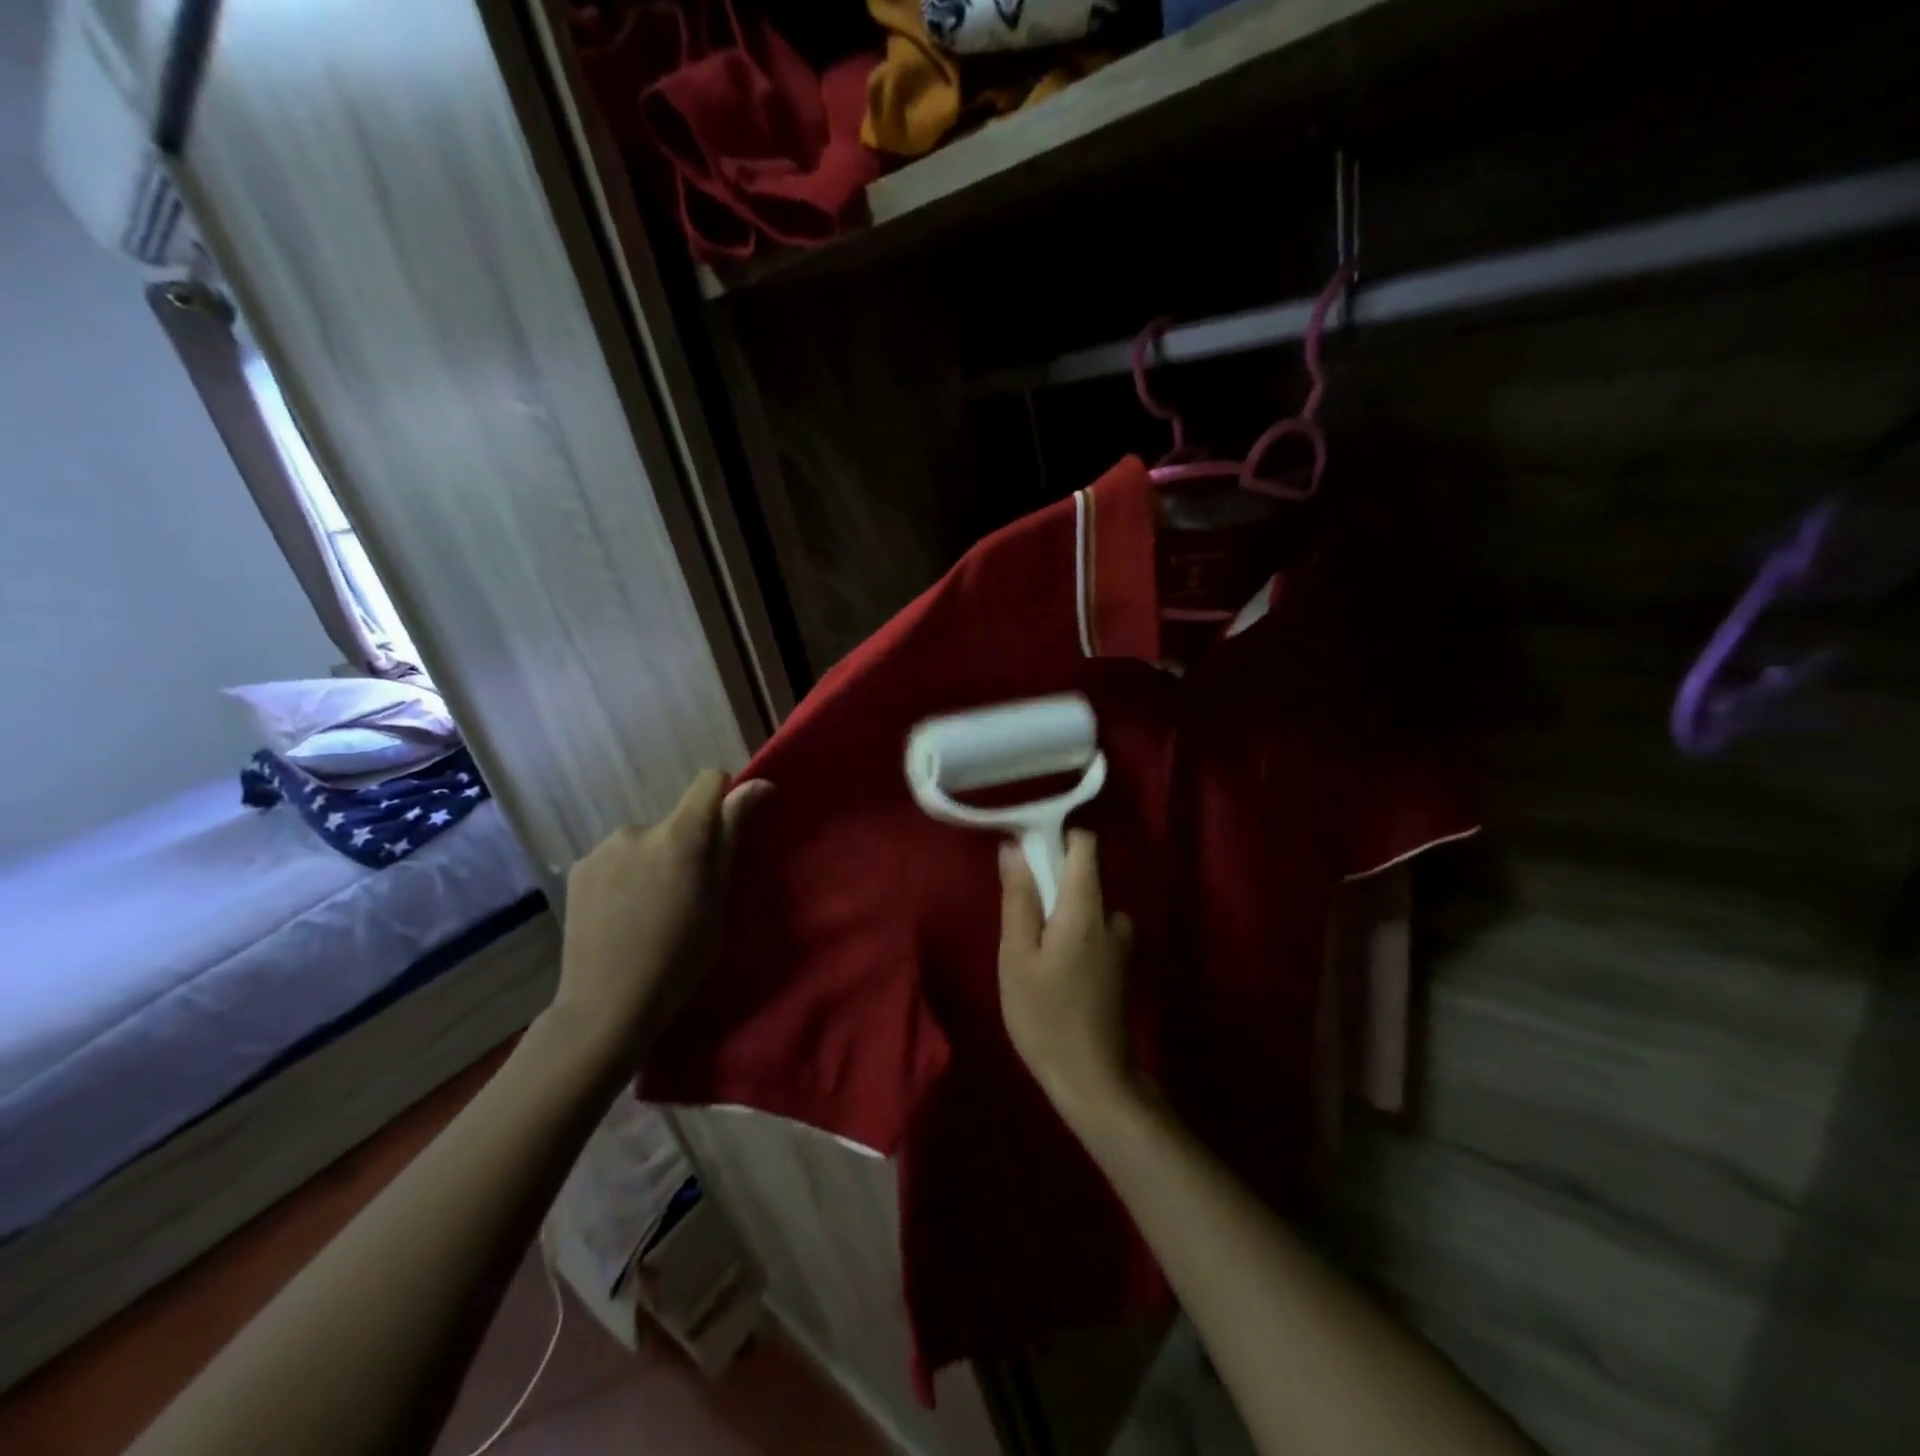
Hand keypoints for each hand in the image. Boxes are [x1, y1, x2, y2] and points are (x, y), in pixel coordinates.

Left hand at [552, 770, 771, 1060]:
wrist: (607, 1005)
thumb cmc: (680, 956)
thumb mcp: (719, 897)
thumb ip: (732, 834)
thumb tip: (759, 784)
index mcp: (681, 835)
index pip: (710, 780)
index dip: (724, 797)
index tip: (727, 831)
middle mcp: (638, 828)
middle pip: (676, 820)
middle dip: (684, 845)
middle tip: (685, 894)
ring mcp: (602, 848)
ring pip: (644, 842)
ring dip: (652, 861)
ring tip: (649, 910)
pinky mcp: (578, 870)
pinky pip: (615, 859)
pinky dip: (624, 877)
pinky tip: (620, 916)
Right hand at [998, 831, 1136, 1127]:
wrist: (1093, 1080)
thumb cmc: (1045, 1015)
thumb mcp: (1017, 956)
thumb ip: (1018, 898)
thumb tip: (1014, 847)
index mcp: (1087, 908)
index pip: (1085, 844)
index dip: (1056, 838)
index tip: (1027, 853)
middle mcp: (1112, 916)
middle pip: (1084, 874)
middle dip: (1051, 882)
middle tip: (1020, 916)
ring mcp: (1122, 942)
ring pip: (1087, 905)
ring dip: (1061, 913)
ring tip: (1033, 949)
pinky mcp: (1121, 965)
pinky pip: (1094, 929)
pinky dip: (1072, 933)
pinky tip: (1053, 968)